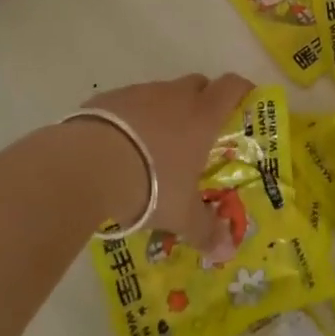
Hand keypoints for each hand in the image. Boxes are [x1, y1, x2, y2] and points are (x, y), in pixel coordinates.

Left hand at [73, 72, 254, 251]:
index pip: (231, 87)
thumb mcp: (181, 215)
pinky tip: (119, 145)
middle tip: (198, 131)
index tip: (244, 98)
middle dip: (202, 99)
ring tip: (154, 145)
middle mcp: (174, 96)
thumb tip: (227, 252)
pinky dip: (130, 118)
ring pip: (161, 93)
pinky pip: (128, 103)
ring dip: (164, 110)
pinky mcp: (109, 98)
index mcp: (202, 116)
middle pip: (197, 83)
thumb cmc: (151, 184)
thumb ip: (205, 230)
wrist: (89, 165)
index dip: (241, 89)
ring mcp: (140, 93)